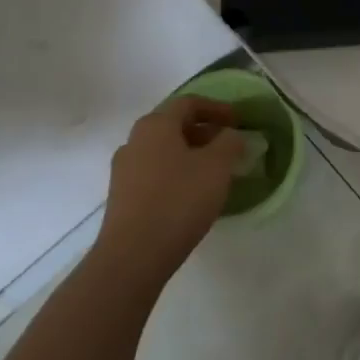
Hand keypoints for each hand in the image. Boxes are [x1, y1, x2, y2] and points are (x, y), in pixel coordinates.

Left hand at [96, 97, 242, 287]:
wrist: (132, 256)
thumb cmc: (179, 200)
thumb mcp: (217, 167)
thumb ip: (229, 143)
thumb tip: (231, 135)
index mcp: (156, 124)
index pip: (189, 103)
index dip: (217, 108)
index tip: (238, 121)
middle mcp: (134, 140)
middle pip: (173, 125)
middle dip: (203, 132)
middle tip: (228, 146)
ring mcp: (124, 169)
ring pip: (163, 151)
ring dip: (189, 154)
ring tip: (213, 172)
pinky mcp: (121, 197)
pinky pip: (154, 173)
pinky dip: (176, 174)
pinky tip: (191, 194)